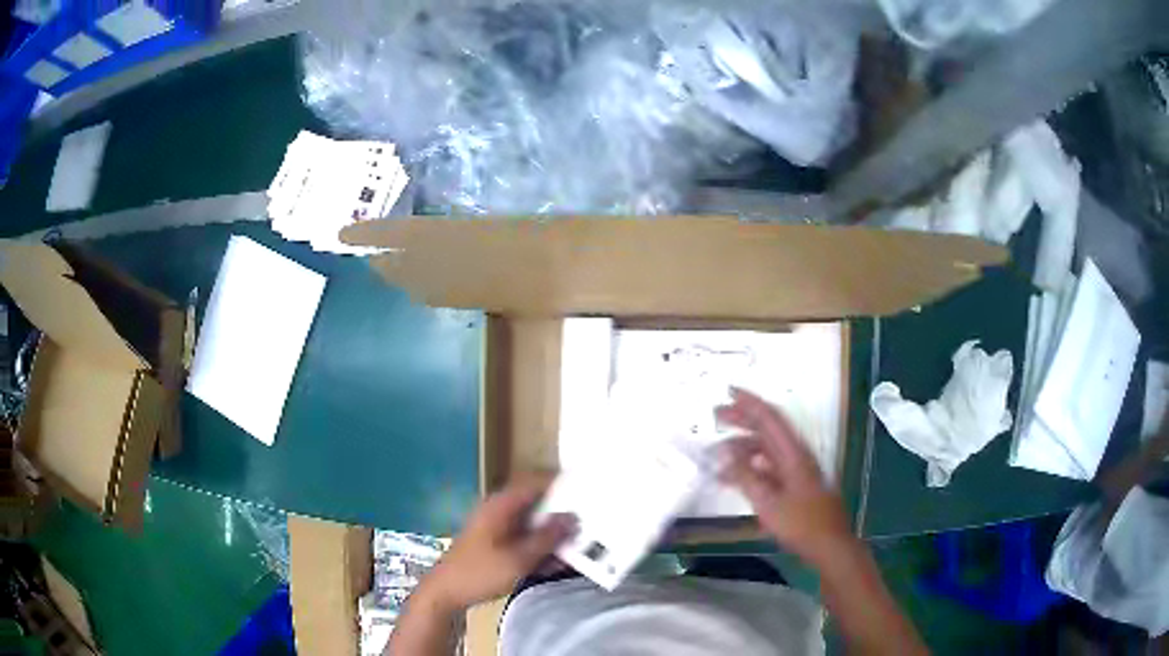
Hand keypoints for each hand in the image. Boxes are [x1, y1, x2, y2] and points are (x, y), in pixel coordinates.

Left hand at [419, 475, 575, 610]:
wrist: (446, 594)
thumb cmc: (479, 572)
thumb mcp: (518, 558)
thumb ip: (547, 538)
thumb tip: (573, 518)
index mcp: (501, 505)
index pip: (536, 482)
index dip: (562, 484)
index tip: (589, 491)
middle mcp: (501, 511)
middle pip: (538, 504)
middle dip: (563, 514)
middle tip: (592, 523)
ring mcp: (499, 529)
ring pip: (534, 525)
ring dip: (554, 536)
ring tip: (581, 547)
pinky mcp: (498, 546)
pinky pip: (526, 541)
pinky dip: (542, 549)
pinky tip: (558, 564)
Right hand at [717, 388, 855, 567]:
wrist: (829, 545)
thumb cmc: (800, 523)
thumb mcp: (768, 501)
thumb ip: (745, 475)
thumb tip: (724, 451)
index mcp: (793, 453)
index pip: (769, 418)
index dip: (749, 402)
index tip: (728, 391)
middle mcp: (795, 456)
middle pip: (767, 429)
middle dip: (742, 420)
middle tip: (716, 416)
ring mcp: (796, 471)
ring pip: (766, 449)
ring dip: (742, 447)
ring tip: (717, 454)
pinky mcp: (795, 485)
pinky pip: (768, 467)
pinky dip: (750, 467)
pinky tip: (733, 477)